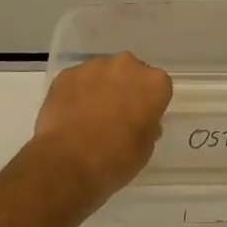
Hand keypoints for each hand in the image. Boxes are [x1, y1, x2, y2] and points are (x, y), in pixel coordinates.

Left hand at [30, 52, 172, 201]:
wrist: (67, 162)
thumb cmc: (116, 158)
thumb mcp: (145, 148)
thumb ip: (148, 125)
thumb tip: (140, 120)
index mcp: (154, 83)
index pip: (158, 86)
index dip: (149, 102)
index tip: (141, 118)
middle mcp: (126, 65)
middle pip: (130, 72)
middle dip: (125, 88)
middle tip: (116, 114)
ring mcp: (94, 66)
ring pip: (102, 73)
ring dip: (100, 88)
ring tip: (88, 116)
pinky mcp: (67, 73)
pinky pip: (77, 80)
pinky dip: (76, 92)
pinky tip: (70, 115)